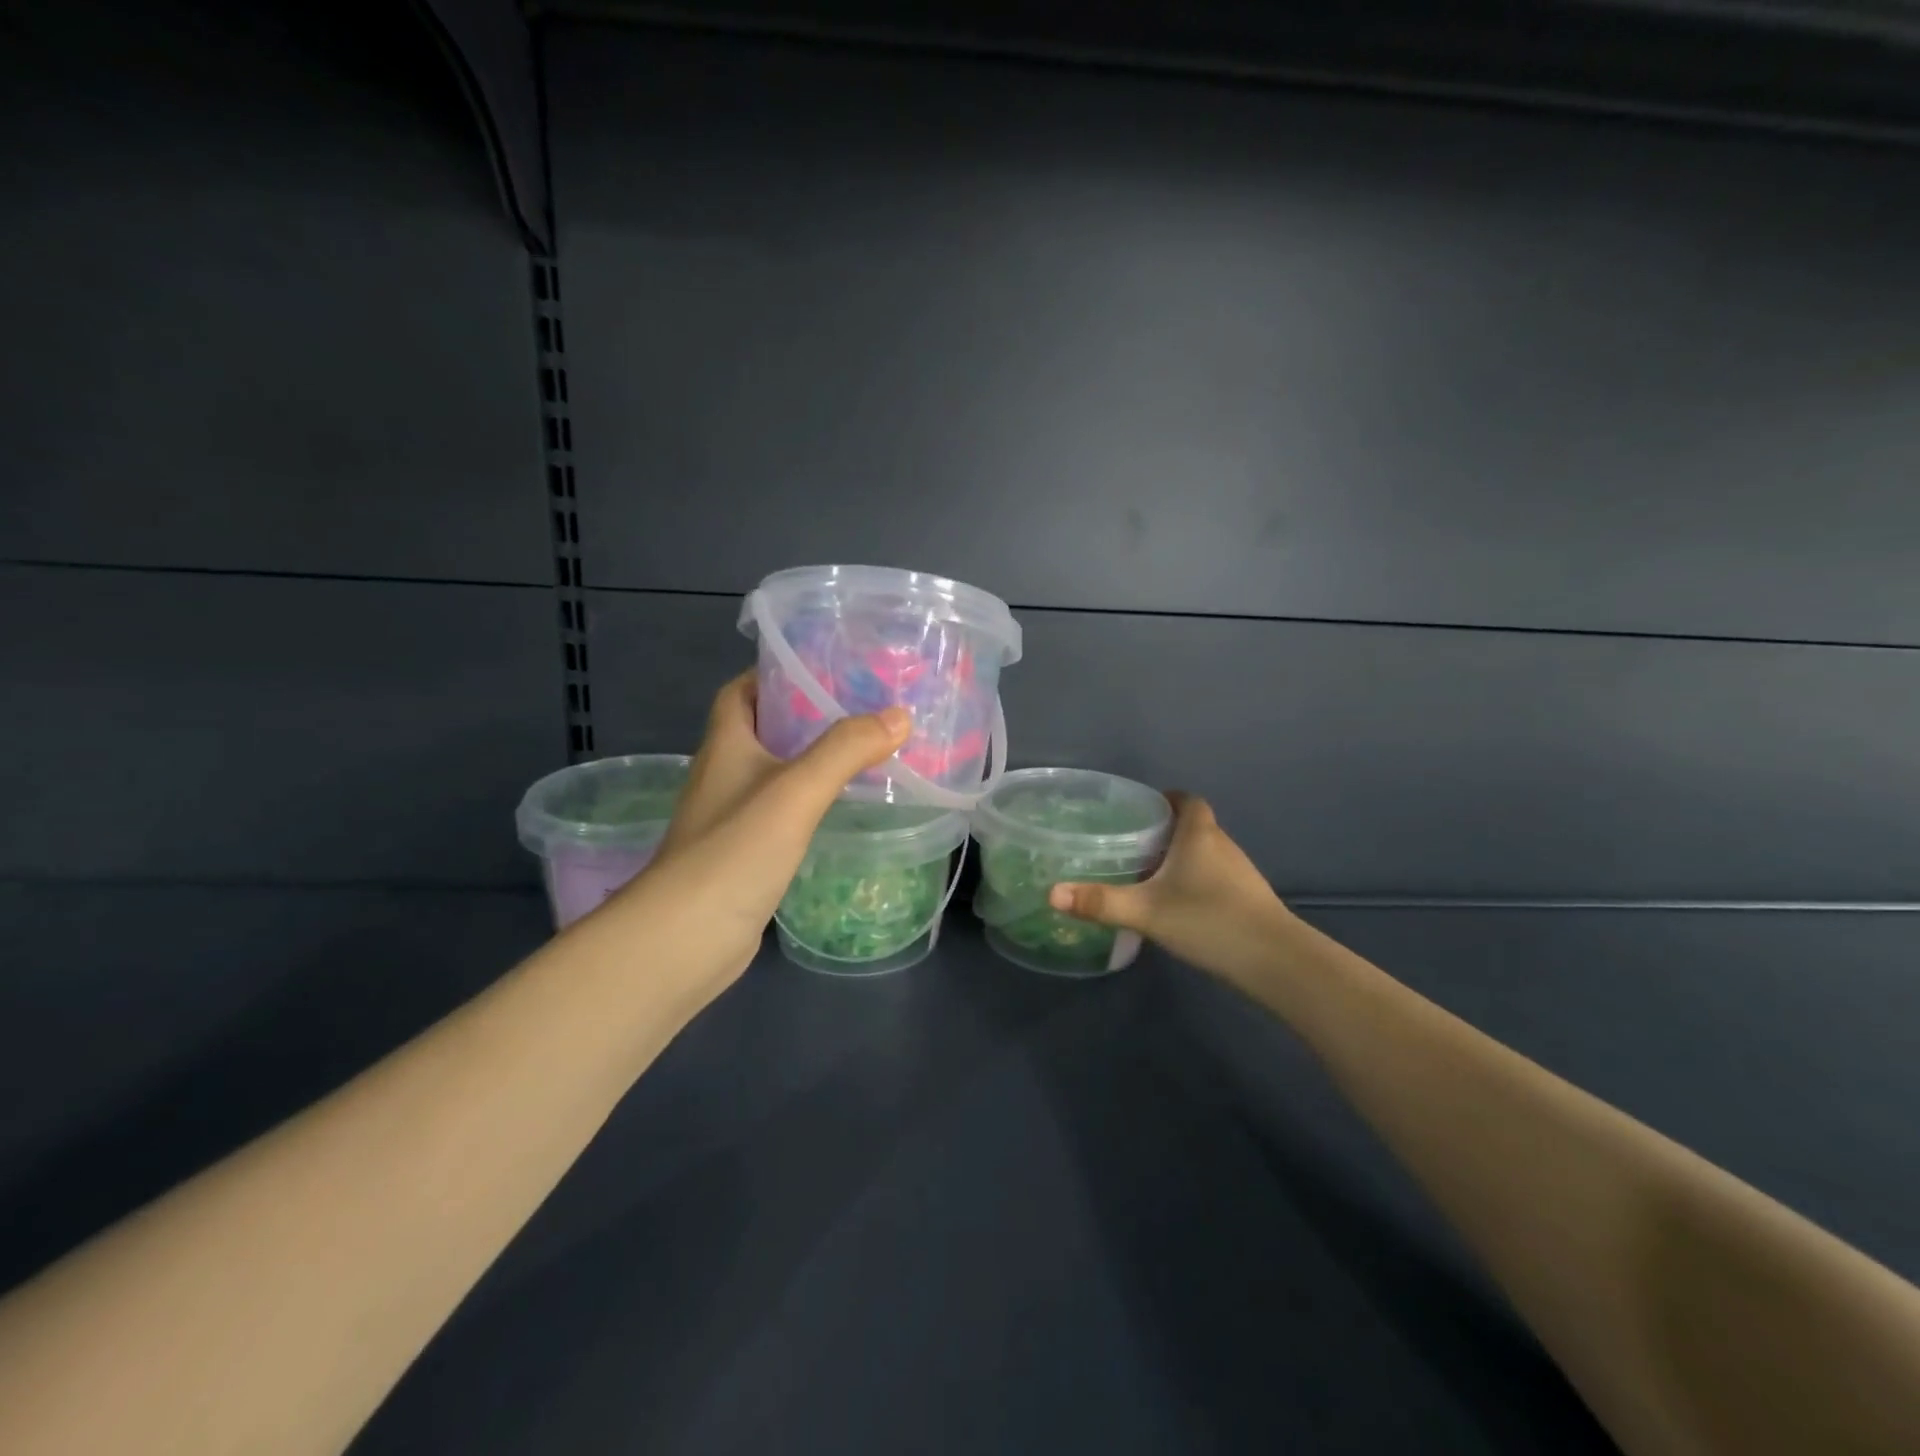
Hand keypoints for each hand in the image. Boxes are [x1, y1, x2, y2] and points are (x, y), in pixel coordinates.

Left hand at [607, 672, 908, 992]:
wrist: (685, 938)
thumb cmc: (734, 851)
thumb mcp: (796, 790)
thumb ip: (846, 750)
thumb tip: (899, 715)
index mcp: (726, 745)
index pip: (740, 691)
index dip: (774, 674)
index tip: (823, 668)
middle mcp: (724, 775)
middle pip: (762, 730)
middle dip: (805, 716)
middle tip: (861, 709)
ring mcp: (731, 818)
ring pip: (774, 774)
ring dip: (811, 761)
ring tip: (864, 753)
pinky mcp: (744, 855)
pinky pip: (781, 814)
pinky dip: (810, 804)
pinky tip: (843, 810)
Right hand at [1047, 794, 1295, 987]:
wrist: (1277, 962)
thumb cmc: (1209, 920)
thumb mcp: (1147, 912)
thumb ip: (1099, 902)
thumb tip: (1051, 893)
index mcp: (1199, 835)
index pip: (1187, 800)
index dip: (1166, 799)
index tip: (1141, 810)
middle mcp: (1222, 846)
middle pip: (1194, 826)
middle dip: (1165, 831)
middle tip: (1131, 844)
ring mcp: (1240, 874)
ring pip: (1205, 853)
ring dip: (1181, 858)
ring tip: (1147, 874)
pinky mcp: (1248, 899)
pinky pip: (1215, 877)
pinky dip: (1195, 881)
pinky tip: (1177, 905)